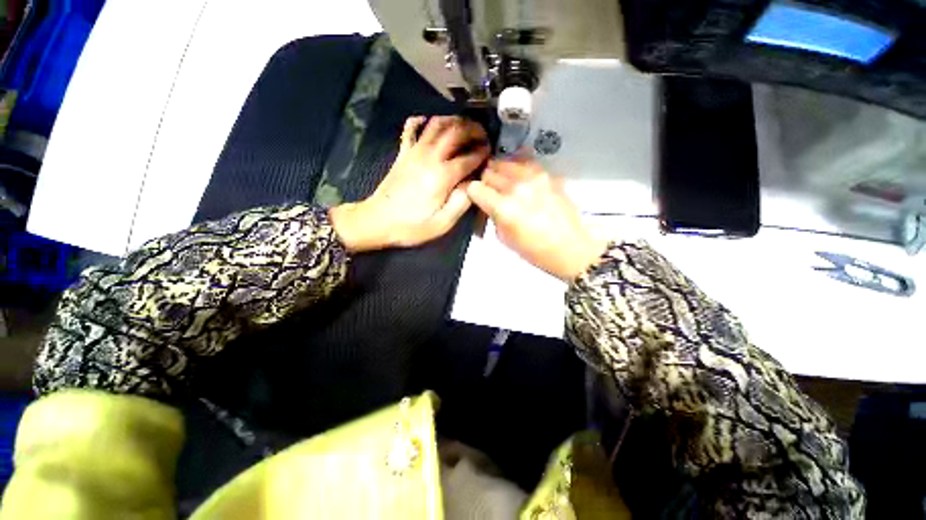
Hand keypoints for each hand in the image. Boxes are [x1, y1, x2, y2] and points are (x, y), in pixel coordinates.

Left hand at [330, 116, 489, 251]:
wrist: (377, 221)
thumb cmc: (411, 226)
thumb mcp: (442, 223)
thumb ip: (461, 202)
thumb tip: (474, 184)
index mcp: (442, 176)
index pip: (469, 157)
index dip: (483, 152)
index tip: (490, 153)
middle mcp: (430, 157)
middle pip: (455, 132)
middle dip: (473, 129)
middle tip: (482, 135)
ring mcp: (414, 152)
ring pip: (436, 124)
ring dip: (453, 121)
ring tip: (464, 127)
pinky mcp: (402, 153)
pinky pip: (411, 129)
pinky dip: (421, 121)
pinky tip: (429, 122)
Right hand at [467, 157, 607, 280]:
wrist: (570, 247)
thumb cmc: (534, 251)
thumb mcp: (504, 238)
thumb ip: (493, 216)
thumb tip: (487, 203)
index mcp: (504, 207)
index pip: (475, 188)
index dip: (473, 193)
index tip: (477, 199)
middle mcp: (516, 187)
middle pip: (489, 172)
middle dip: (485, 182)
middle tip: (490, 193)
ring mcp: (534, 177)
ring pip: (505, 162)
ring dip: (500, 172)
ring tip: (504, 184)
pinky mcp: (548, 175)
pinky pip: (525, 162)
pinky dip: (517, 168)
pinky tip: (519, 178)